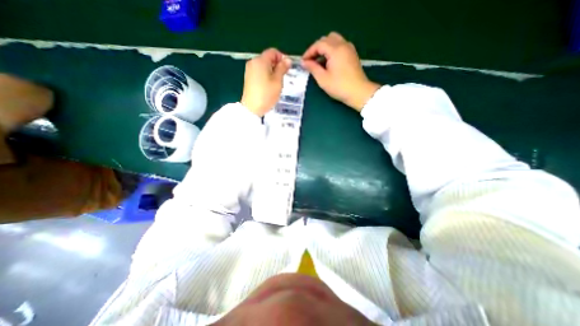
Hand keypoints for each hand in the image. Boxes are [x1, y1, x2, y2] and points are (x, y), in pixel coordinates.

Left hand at [242, 49, 291, 116]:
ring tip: (277, 83)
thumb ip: (282, 68)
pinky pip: (259, 72)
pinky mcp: (248, 78)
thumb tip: (288, 60)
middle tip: (284, 77)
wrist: (252, 108)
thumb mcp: (277, 81)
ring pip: (263, 66)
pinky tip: (269, 85)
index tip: (288, 68)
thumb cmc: (266, 94)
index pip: (273, 52)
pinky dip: (266, 75)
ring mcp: (249, 70)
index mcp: (260, 60)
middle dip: (277, 65)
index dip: (282, 58)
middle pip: (267, 58)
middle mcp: (253, 62)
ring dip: (272, 71)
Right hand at [302, 32, 378, 110]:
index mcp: (335, 49)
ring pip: (334, 40)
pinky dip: (332, 50)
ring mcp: (349, 48)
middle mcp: (343, 44)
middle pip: (326, 39)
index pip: (318, 44)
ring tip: (319, 62)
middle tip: (310, 61)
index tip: (303, 62)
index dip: (309, 52)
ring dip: (324, 48)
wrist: (359, 92)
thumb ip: (312, 68)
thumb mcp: (323, 79)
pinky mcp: (352, 54)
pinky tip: (329, 62)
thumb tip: (304, 62)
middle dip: (316, 49)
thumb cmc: (339, 87)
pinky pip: (340, 46)